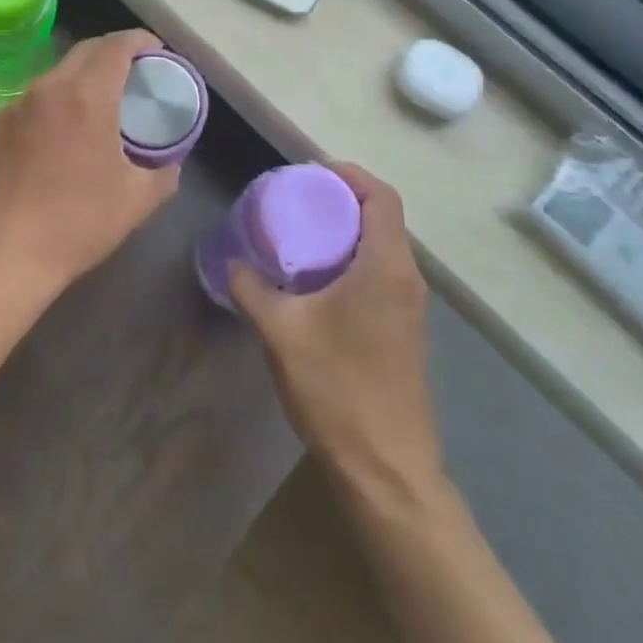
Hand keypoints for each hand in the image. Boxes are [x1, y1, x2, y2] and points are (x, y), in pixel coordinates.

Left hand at [0, 29, 181, 300]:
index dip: (140, 41)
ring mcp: (16, 104)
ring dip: (82, 78)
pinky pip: (33, 100)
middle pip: (85, 50)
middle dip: (113, 53)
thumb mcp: (138, 199)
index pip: (116, 45)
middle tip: (133, 75)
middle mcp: (49, 87)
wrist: (9, 252)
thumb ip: (164, 171)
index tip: (157, 53)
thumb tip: (172, 160)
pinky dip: (54, 103)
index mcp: (87, 96)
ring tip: (98, 104)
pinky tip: (59, 133)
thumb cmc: (79, 222)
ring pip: (57, 74)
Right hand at [230, 163, 441, 494]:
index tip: (309, 172)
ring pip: (382, 246)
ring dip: (346, 231)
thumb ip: (251, 288)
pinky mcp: (405, 330)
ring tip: (300, 235)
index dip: (348, 173)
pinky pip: (381, 273)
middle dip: (340, 199)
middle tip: (295, 200)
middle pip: (382, 216)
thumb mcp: (281, 333)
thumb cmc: (338, 390)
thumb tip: (232, 263)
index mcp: (386, 266)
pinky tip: (316, 282)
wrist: (388, 470)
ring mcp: (410, 307)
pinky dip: (352, 259)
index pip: (381, 195)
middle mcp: (407, 278)